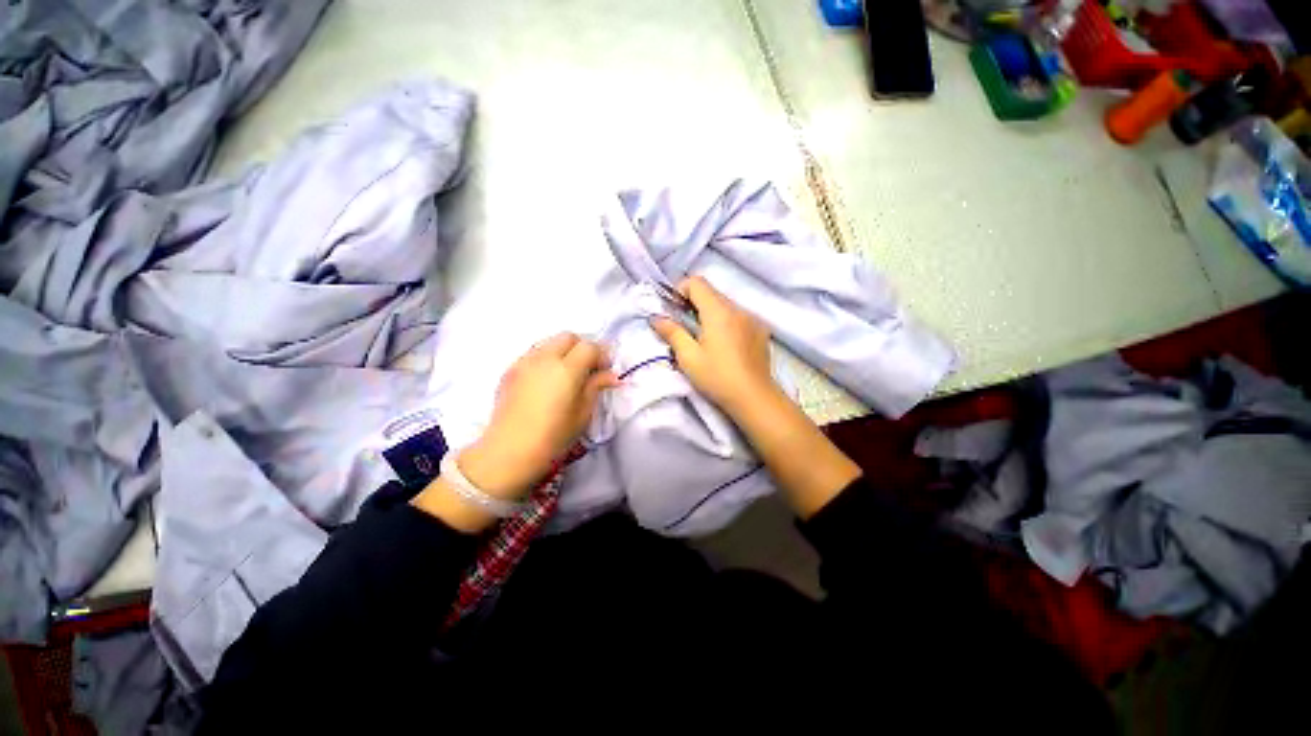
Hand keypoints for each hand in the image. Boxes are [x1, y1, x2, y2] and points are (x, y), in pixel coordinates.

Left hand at [457, 332, 618, 500]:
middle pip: (568, 337)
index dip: (601, 355)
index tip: (605, 371)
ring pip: (549, 342)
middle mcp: (544, 358)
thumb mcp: (583, 413)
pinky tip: (547, 380)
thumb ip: (596, 387)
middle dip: (582, 347)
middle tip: (588, 369)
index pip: (589, 347)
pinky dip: (546, 358)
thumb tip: (612, 376)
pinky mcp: (510, 370)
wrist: (509, 451)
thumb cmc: (553, 436)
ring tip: (567, 373)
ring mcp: (524, 361)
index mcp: (566, 369)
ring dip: (563, 350)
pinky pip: (534, 353)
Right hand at [650, 276, 779, 415]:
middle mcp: (738, 309)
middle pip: (712, 293)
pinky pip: (739, 316)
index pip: (697, 282)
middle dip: (694, 303)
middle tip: (684, 326)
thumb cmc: (717, 378)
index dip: (680, 290)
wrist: (754, 398)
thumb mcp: (689, 358)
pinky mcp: (761, 330)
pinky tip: (725, 345)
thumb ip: (672, 333)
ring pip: (726, 305)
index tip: (673, 310)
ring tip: (704, 338)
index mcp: (719, 312)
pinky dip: (726, 322)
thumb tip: (656, 318)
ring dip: (710, 313)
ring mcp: (753, 319)